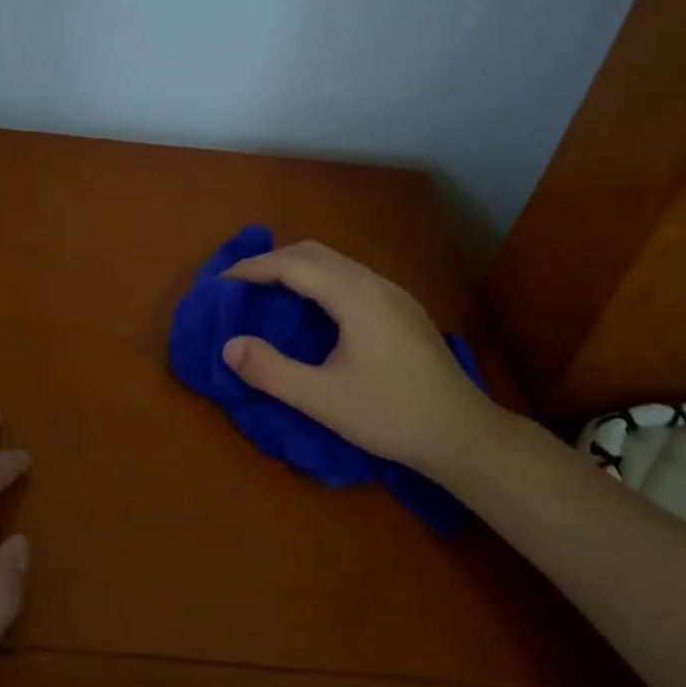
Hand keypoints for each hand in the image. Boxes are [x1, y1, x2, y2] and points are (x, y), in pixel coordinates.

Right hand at [221, 241, 496, 475]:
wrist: (464, 434)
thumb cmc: (391, 415)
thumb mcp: (322, 399)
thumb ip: (271, 371)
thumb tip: (229, 346)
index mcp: (354, 296)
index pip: (293, 265)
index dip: (253, 268)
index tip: (221, 283)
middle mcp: (374, 283)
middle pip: (314, 253)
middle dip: (272, 261)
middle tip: (241, 285)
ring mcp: (393, 293)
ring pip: (335, 262)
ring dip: (297, 268)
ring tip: (269, 292)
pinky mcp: (403, 308)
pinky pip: (350, 276)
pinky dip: (319, 279)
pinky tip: (313, 309)